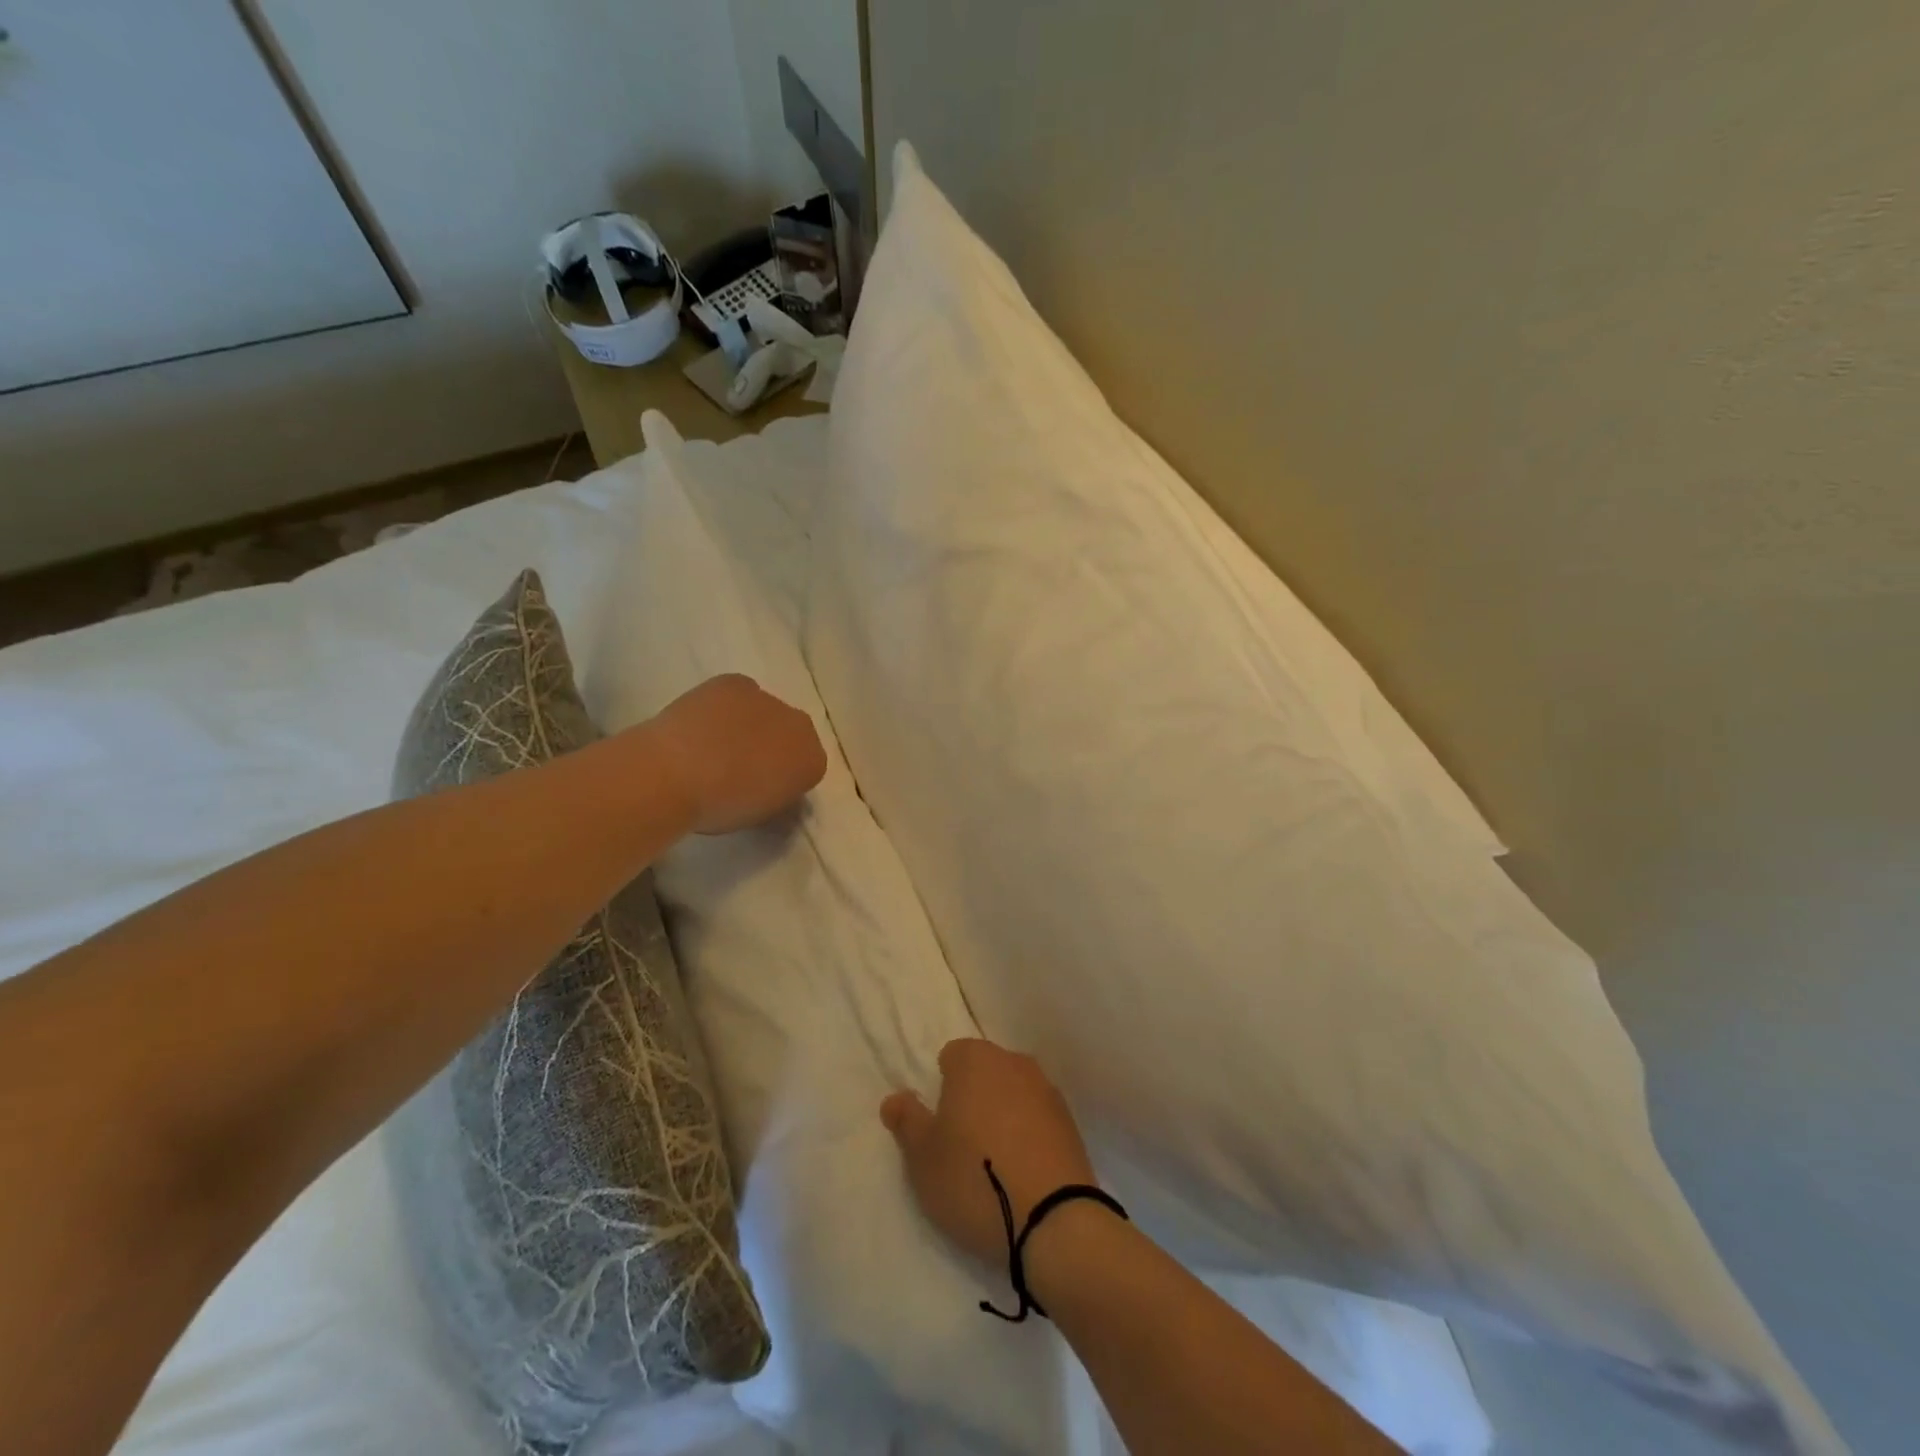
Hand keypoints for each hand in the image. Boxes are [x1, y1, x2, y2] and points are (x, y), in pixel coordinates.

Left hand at [646, 674, 826, 834]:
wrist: (674, 774)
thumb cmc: (719, 807)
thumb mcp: (758, 816)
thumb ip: (775, 797)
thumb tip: (770, 788)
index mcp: (813, 762)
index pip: (807, 768)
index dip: (783, 779)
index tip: (760, 790)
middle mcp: (801, 726)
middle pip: (791, 735)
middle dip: (772, 746)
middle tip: (739, 767)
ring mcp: (768, 699)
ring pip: (764, 712)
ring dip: (749, 724)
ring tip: (713, 745)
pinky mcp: (736, 682)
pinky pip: (738, 694)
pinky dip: (725, 706)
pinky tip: (702, 723)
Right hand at [881, 1039, 1099, 1267]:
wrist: (1054, 1220)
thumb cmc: (974, 1179)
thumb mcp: (923, 1157)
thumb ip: (907, 1120)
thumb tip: (895, 1098)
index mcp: (976, 1060)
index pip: (952, 1056)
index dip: (941, 1087)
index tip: (939, 1124)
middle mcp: (1014, 1063)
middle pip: (985, 1071)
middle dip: (972, 1097)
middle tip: (961, 1144)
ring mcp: (1047, 1090)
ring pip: (1013, 1093)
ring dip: (1002, 1114)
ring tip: (993, 1161)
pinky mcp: (1070, 1122)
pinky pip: (1037, 1118)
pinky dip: (1027, 1133)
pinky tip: (1021, 1170)